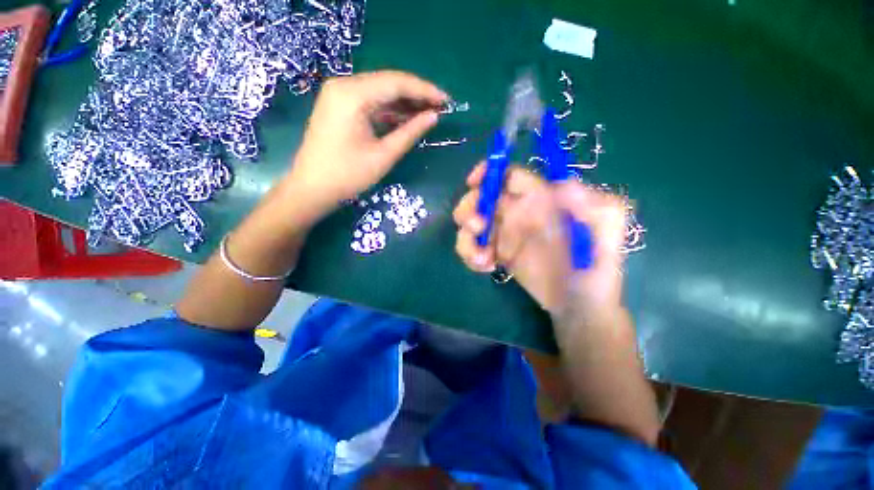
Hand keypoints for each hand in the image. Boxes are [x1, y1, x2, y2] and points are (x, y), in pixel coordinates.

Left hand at [286, 71, 446, 213]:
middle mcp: (344, 86)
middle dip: (417, 95)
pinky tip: (407, 118)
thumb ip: (410, 132)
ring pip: (380, 92)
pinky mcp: (339, 107)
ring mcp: (339, 95)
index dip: (425, 90)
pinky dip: (390, 110)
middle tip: (441, 108)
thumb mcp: (384, 155)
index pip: (396, 83)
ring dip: (404, 103)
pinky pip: (370, 102)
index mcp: (352, 94)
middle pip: (388, 83)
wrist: (312, 189)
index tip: (447, 101)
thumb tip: (434, 117)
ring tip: (429, 114)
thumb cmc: (348, 175)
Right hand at [453, 164, 626, 317]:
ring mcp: (506, 234)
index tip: (473, 183)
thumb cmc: (595, 268)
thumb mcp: (602, 235)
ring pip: (472, 225)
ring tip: (482, 259)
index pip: (510, 176)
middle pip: (482, 198)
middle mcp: (519, 213)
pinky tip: (485, 267)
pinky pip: (474, 247)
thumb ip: (587, 208)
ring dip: (468, 239)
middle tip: (477, 228)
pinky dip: (471, 255)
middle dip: (470, 209)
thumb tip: (562, 185)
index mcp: (541, 200)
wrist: (580, 305)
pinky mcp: (497, 254)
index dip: (489, 173)